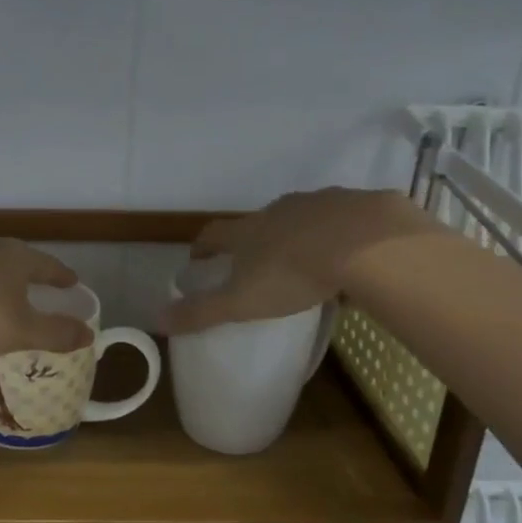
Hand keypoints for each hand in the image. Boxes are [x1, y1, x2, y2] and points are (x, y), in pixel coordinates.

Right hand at [160, 188, 442, 334]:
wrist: (366, 244)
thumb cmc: (293, 274)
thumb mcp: (241, 302)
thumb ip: (201, 312)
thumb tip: (155, 319)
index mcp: (248, 231)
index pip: (213, 235)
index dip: (203, 247)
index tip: (198, 259)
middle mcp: (279, 210)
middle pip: (258, 222)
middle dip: (254, 240)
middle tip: (256, 264)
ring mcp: (320, 202)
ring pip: (302, 217)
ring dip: (298, 234)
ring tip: (306, 261)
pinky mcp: (359, 205)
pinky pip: (343, 220)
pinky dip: (340, 235)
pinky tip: (352, 257)